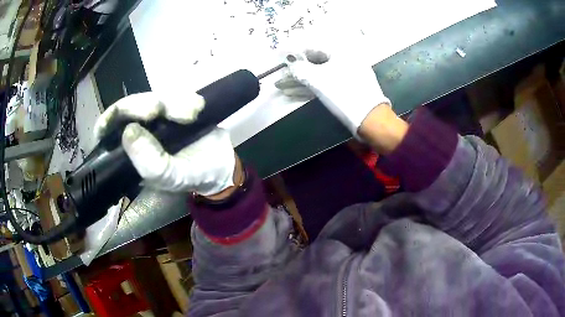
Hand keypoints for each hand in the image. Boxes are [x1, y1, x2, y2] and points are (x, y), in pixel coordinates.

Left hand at [94, 92, 239, 196]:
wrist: (221, 165)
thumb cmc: (193, 176)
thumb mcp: (171, 177)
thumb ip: (150, 162)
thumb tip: (128, 131)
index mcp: (130, 153)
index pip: (108, 131)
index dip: (110, 118)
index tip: (121, 113)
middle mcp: (139, 132)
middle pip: (129, 107)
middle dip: (143, 105)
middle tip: (160, 109)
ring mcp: (156, 118)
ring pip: (152, 97)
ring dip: (171, 103)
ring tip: (191, 115)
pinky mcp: (173, 106)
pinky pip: (174, 93)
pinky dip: (185, 98)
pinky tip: (197, 109)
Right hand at [275, 48, 390, 134]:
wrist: (370, 120)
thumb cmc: (344, 94)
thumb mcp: (318, 80)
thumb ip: (300, 69)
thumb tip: (290, 63)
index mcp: (341, 53)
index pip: (313, 49)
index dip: (295, 54)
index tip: (281, 60)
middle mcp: (345, 61)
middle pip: (315, 63)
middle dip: (295, 71)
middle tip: (279, 77)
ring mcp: (347, 76)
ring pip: (319, 76)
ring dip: (300, 82)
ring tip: (282, 87)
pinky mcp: (347, 90)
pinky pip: (326, 84)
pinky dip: (311, 88)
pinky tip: (295, 93)